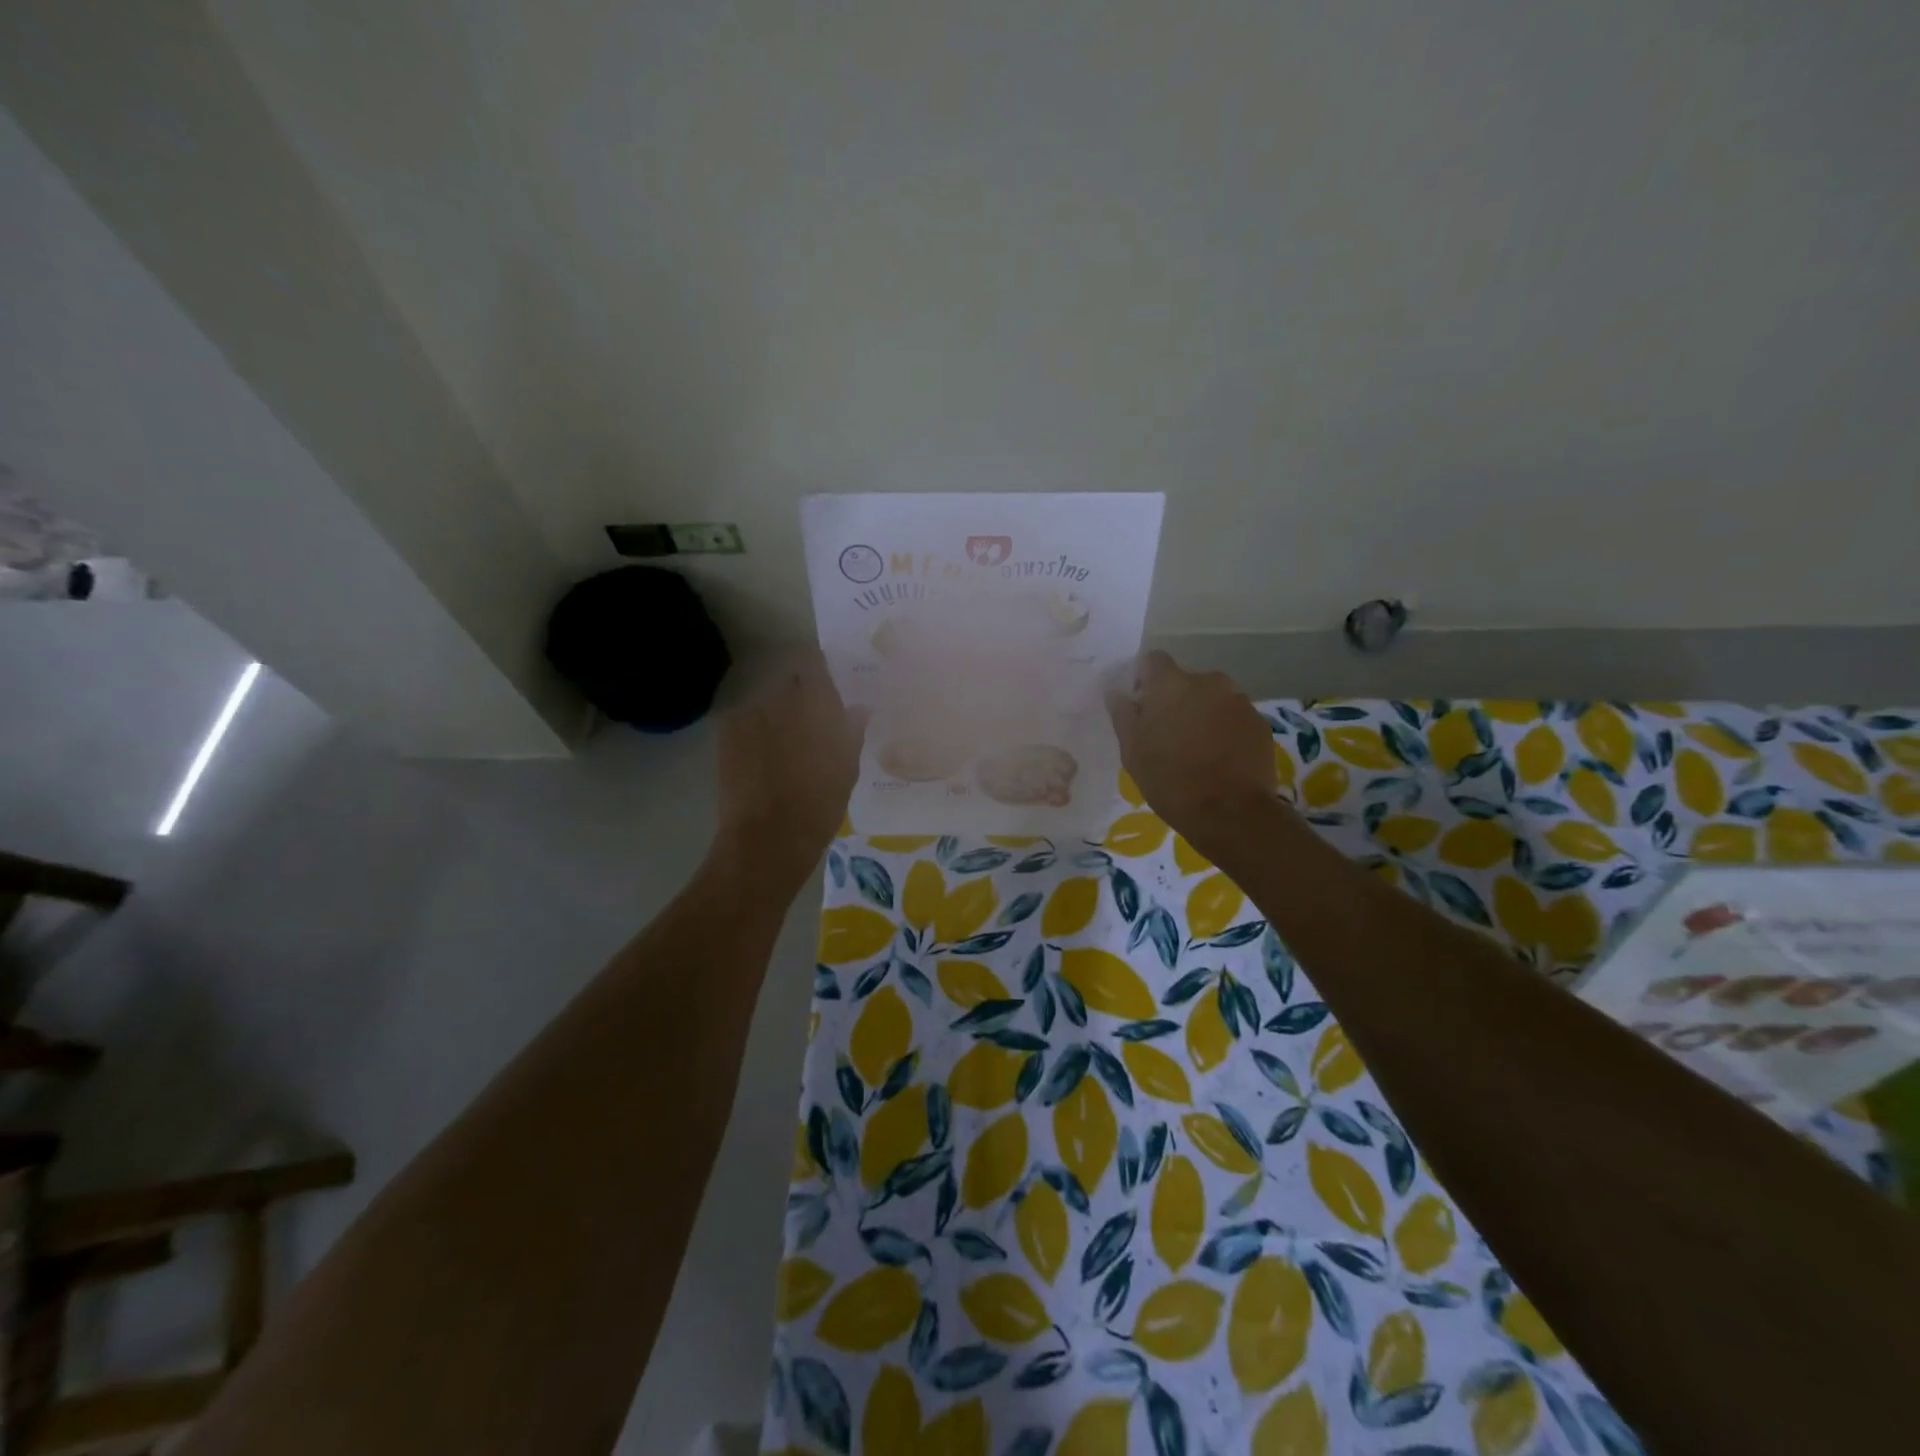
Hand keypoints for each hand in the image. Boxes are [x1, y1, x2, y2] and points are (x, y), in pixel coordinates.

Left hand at [716, 652, 866, 888]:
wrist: (768, 837)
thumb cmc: (819, 804)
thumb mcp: (847, 769)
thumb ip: (852, 732)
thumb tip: (858, 710)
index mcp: (815, 703)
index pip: (813, 662)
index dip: (819, 668)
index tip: (827, 682)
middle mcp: (780, 698)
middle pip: (789, 682)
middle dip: (798, 696)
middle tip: (810, 721)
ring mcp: (749, 714)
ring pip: (766, 703)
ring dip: (775, 715)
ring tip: (782, 745)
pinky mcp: (727, 733)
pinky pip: (745, 721)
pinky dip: (754, 731)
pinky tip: (759, 758)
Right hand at [1107, 651, 1277, 848]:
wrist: (1232, 813)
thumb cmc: (1171, 781)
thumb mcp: (1133, 752)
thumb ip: (1123, 715)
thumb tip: (1117, 692)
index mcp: (1171, 684)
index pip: (1153, 660)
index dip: (1144, 679)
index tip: (1141, 706)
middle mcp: (1208, 681)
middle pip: (1185, 681)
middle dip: (1176, 700)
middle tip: (1168, 735)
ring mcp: (1239, 701)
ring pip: (1212, 699)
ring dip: (1202, 715)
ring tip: (1197, 751)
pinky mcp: (1260, 723)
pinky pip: (1234, 718)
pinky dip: (1225, 730)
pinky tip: (1220, 759)